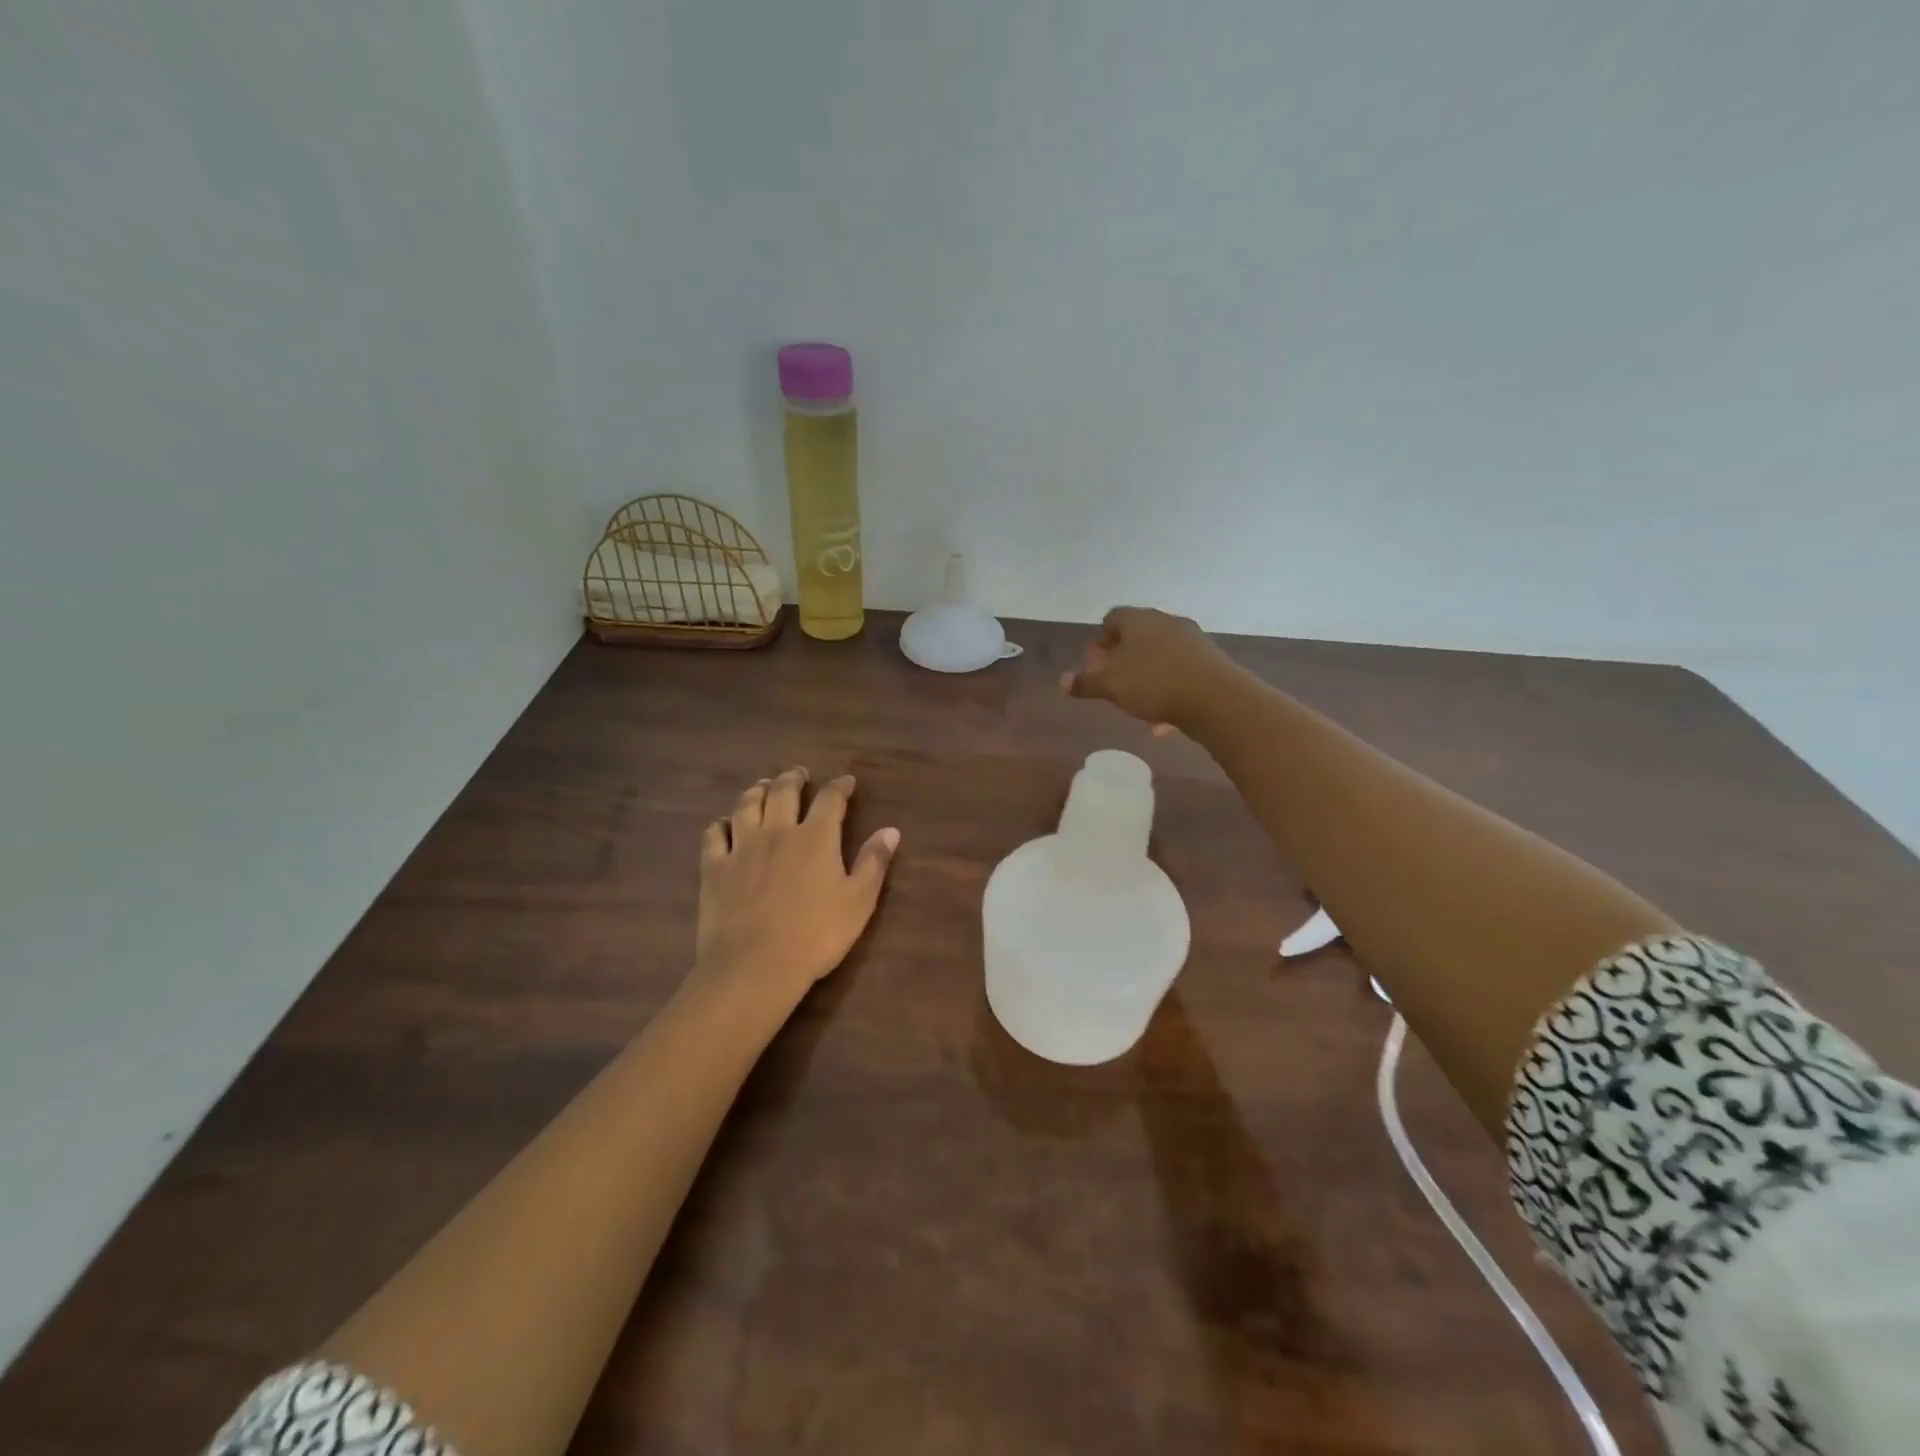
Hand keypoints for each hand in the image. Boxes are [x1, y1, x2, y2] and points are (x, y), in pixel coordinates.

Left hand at [691, 768, 899, 1009]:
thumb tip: (891, 830)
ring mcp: (742, 847)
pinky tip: (724, 825)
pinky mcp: (714, 868)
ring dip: (756, 790)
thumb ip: (874, 863)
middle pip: (783, 792)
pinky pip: (714, 835)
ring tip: (763, 786)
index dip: (840, 787)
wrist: (755, 966)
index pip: (830, 799)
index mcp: (815, 837)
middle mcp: (777, 831)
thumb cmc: (816, 936)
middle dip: (793, 778)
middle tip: (799, 774)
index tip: (846, 782)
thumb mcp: (859, 902)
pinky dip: (721, 824)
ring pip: (746, 805)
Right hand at [1060, 607, 1239, 731]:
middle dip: (1123, 659)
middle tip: (1113, 682)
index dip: (1101, 639)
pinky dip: (1167, 688)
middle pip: (1138, 635)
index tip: (1095, 663)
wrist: (1215, 698)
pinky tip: (1163, 719)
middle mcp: (1165, 622)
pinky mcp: (1209, 660)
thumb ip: (1085, 682)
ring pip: (1159, 655)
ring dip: (1145, 675)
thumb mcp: (1110, 686)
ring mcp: (1191, 639)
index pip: (1113, 618)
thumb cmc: (1153, 683)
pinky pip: (1179, 671)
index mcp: (1138, 620)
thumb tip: (1061, 681)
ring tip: (1137, 704)